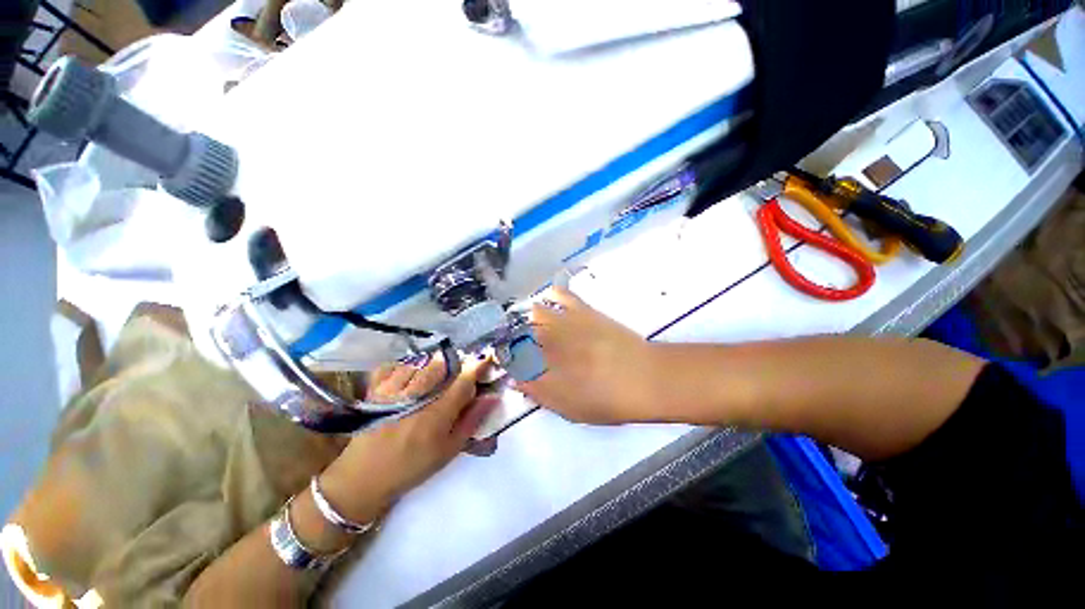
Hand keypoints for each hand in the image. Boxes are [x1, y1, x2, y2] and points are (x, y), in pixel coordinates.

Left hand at [318, 355, 496, 523]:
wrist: (363, 478)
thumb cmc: (412, 467)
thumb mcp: (448, 450)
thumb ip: (471, 421)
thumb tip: (492, 397)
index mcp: (437, 415)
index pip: (463, 381)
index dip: (478, 367)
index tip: (487, 359)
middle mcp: (416, 397)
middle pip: (442, 365)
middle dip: (455, 364)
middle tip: (458, 373)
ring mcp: (393, 391)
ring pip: (420, 362)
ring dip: (432, 364)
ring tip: (434, 375)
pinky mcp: (376, 390)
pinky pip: (393, 366)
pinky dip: (405, 366)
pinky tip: (410, 375)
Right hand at [517, 287, 658, 423]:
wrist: (644, 378)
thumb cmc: (607, 401)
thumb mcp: (570, 409)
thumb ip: (539, 394)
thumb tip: (517, 381)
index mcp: (543, 368)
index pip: (512, 359)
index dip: (505, 359)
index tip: (507, 362)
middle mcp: (548, 342)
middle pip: (519, 333)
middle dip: (514, 339)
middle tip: (521, 347)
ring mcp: (565, 322)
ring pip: (534, 312)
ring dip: (529, 319)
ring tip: (535, 325)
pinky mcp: (583, 310)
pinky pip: (560, 294)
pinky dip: (552, 295)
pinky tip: (552, 302)